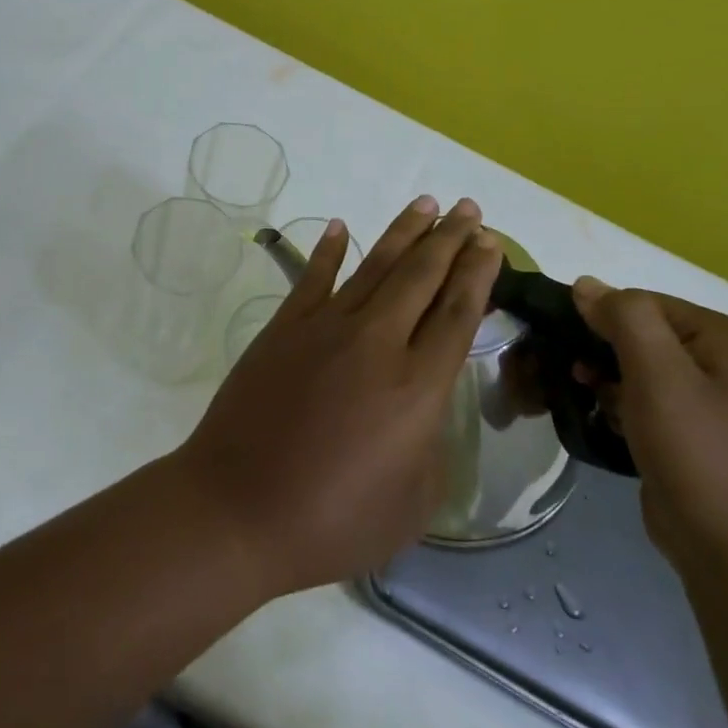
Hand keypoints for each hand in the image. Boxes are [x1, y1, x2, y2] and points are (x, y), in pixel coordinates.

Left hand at [177, 195, 501, 595]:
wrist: (237, 509)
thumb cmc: (330, 522)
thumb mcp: (411, 506)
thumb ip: (431, 449)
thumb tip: (425, 410)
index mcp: (417, 387)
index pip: (458, 313)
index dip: (478, 274)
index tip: (491, 242)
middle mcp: (377, 343)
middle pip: (422, 276)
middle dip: (450, 239)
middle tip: (468, 209)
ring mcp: (325, 328)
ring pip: (375, 266)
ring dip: (404, 232)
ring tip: (426, 205)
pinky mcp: (284, 328)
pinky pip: (312, 277)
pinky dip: (328, 249)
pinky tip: (340, 226)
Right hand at [572, 278, 727, 583]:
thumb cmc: (697, 451)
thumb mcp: (658, 373)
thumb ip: (624, 318)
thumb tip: (586, 284)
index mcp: (722, 337)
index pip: (643, 302)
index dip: (598, 315)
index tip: (561, 340)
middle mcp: (721, 362)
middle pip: (640, 335)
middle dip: (598, 348)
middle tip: (565, 370)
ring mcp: (709, 402)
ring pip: (638, 370)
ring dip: (603, 377)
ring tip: (576, 393)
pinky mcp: (691, 437)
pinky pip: (644, 403)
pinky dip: (618, 405)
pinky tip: (599, 419)